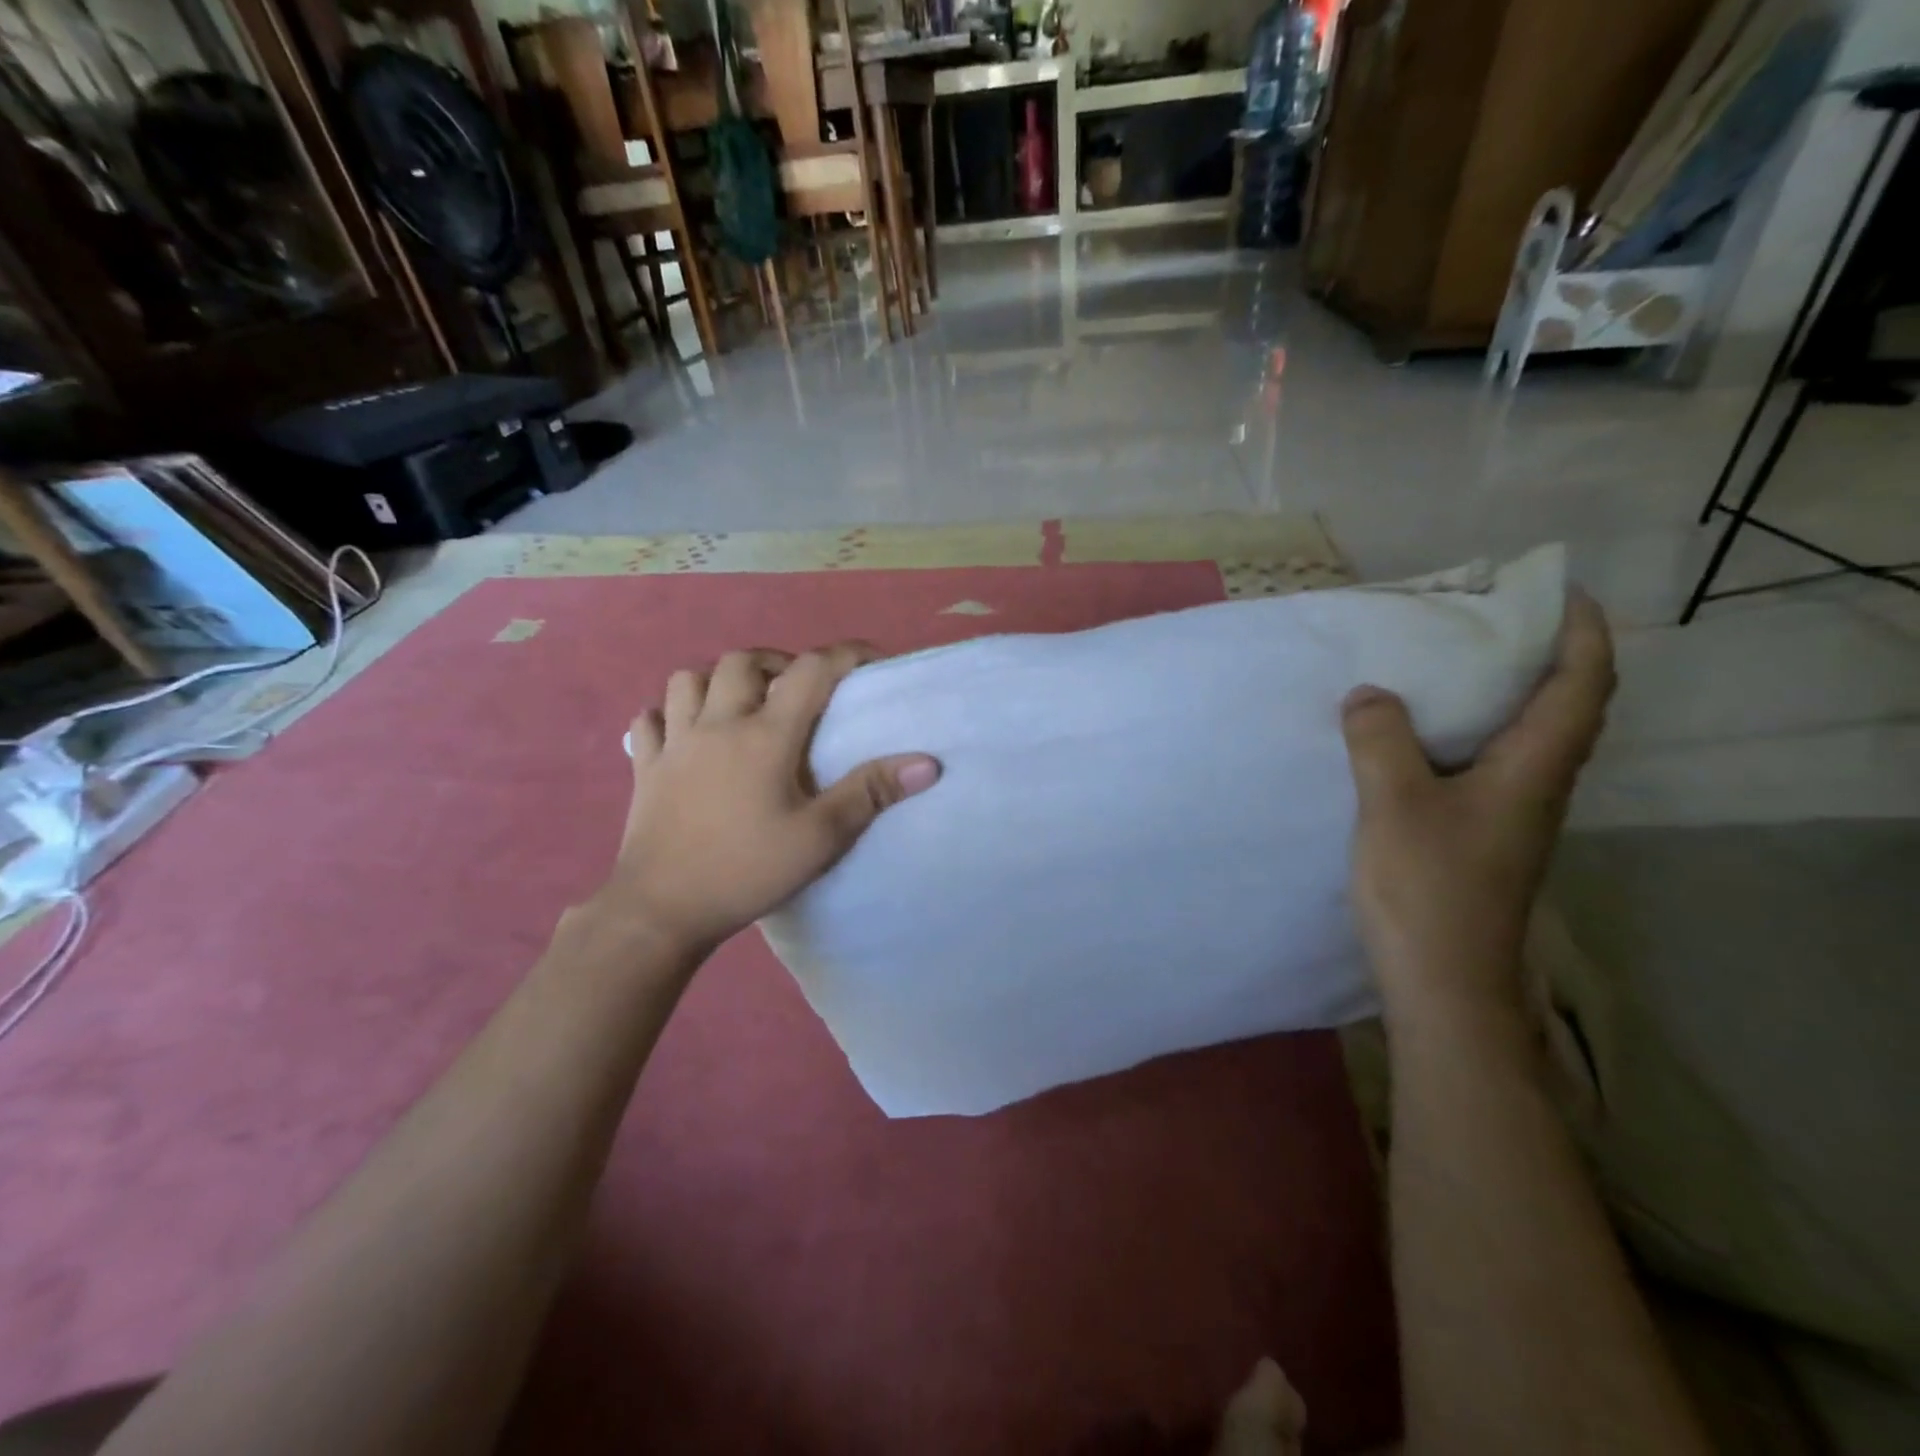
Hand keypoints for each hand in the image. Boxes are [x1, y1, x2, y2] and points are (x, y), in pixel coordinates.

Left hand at [594, 643, 939, 955]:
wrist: (662, 910)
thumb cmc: (746, 871)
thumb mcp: (820, 838)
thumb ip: (870, 793)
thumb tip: (926, 763)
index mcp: (764, 736)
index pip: (811, 670)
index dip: (847, 655)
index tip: (873, 662)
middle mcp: (716, 724)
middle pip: (743, 661)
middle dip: (777, 663)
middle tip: (799, 691)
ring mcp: (673, 743)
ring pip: (687, 679)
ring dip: (718, 681)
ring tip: (742, 706)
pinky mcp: (644, 767)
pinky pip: (649, 721)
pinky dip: (669, 715)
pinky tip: (684, 735)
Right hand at [1339, 590, 1614, 1019]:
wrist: (1442, 981)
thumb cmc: (1429, 888)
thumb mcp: (1394, 804)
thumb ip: (1381, 740)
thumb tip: (1370, 694)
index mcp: (1533, 769)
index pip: (1581, 684)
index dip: (1580, 631)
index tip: (1554, 590)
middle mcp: (1535, 785)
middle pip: (1560, 705)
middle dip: (1538, 653)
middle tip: (1485, 619)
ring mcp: (1509, 814)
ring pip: (1519, 736)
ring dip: (1498, 693)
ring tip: (1445, 664)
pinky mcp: (1479, 834)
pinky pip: (1482, 763)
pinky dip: (1461, 731)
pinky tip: (1412, 733)